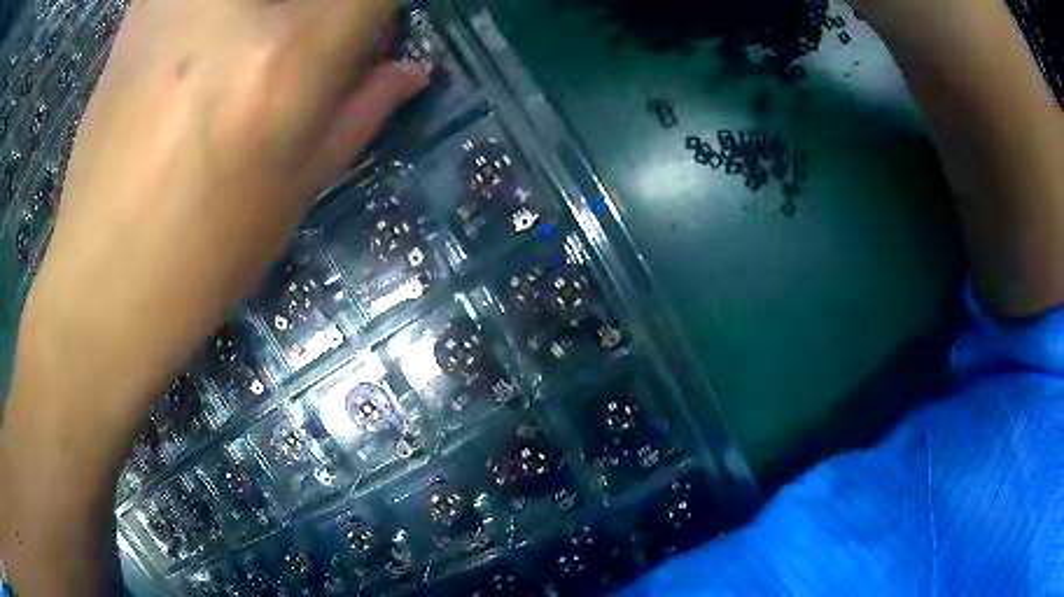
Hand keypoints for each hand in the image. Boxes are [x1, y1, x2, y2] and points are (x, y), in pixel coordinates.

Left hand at [2, 2, 424, 592]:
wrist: (102, 285)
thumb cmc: (202, 259)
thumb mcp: (296, 191)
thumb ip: (359, 110)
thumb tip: (409, 69)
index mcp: (288, 59)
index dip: (371, 15)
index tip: (359, 39)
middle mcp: (235, 11)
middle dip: (316, 16)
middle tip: (294, 51)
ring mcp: (175, 2)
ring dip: (257, 18)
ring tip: (233, 59)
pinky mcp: (139, 12)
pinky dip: (206, 16)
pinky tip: (194, 48)